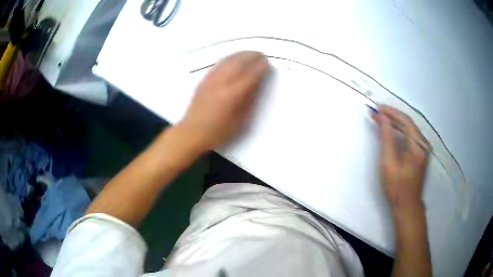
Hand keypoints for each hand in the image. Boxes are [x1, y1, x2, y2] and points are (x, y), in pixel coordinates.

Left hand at [179, 51, 268, 150]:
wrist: (192, 132)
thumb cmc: (218, 131)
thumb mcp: (240, 121)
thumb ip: (249, 101)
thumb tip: (256, 85)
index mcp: (233, 95)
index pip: (251, 75)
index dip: (261, 68)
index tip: (268, 64)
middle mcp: (222, 83)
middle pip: (239, 63)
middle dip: (252, 56)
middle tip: (261, 55)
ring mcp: (211, 80)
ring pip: (228, 60)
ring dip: (241, 54)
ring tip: (250, 53)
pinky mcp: (204, 80)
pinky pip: (218, 64)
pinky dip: (229, 58)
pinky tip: (233, 59)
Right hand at [372, 106, 430, 211]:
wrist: (407, 206)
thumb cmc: (397, 188)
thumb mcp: (389, 164)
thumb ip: (387, 139)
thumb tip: (382, 118)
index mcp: (418, 146)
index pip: (406, 121)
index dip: (391, 113)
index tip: (377, 109)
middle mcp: (423, 144)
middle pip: (408, 123)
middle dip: (392, 116)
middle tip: (377, 113)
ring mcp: (423, 149)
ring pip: (409, 129)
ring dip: (395, 123)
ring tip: (381, 119)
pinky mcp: (420, 153)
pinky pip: (410, 136)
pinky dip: (399, 131)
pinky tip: (391, 130)